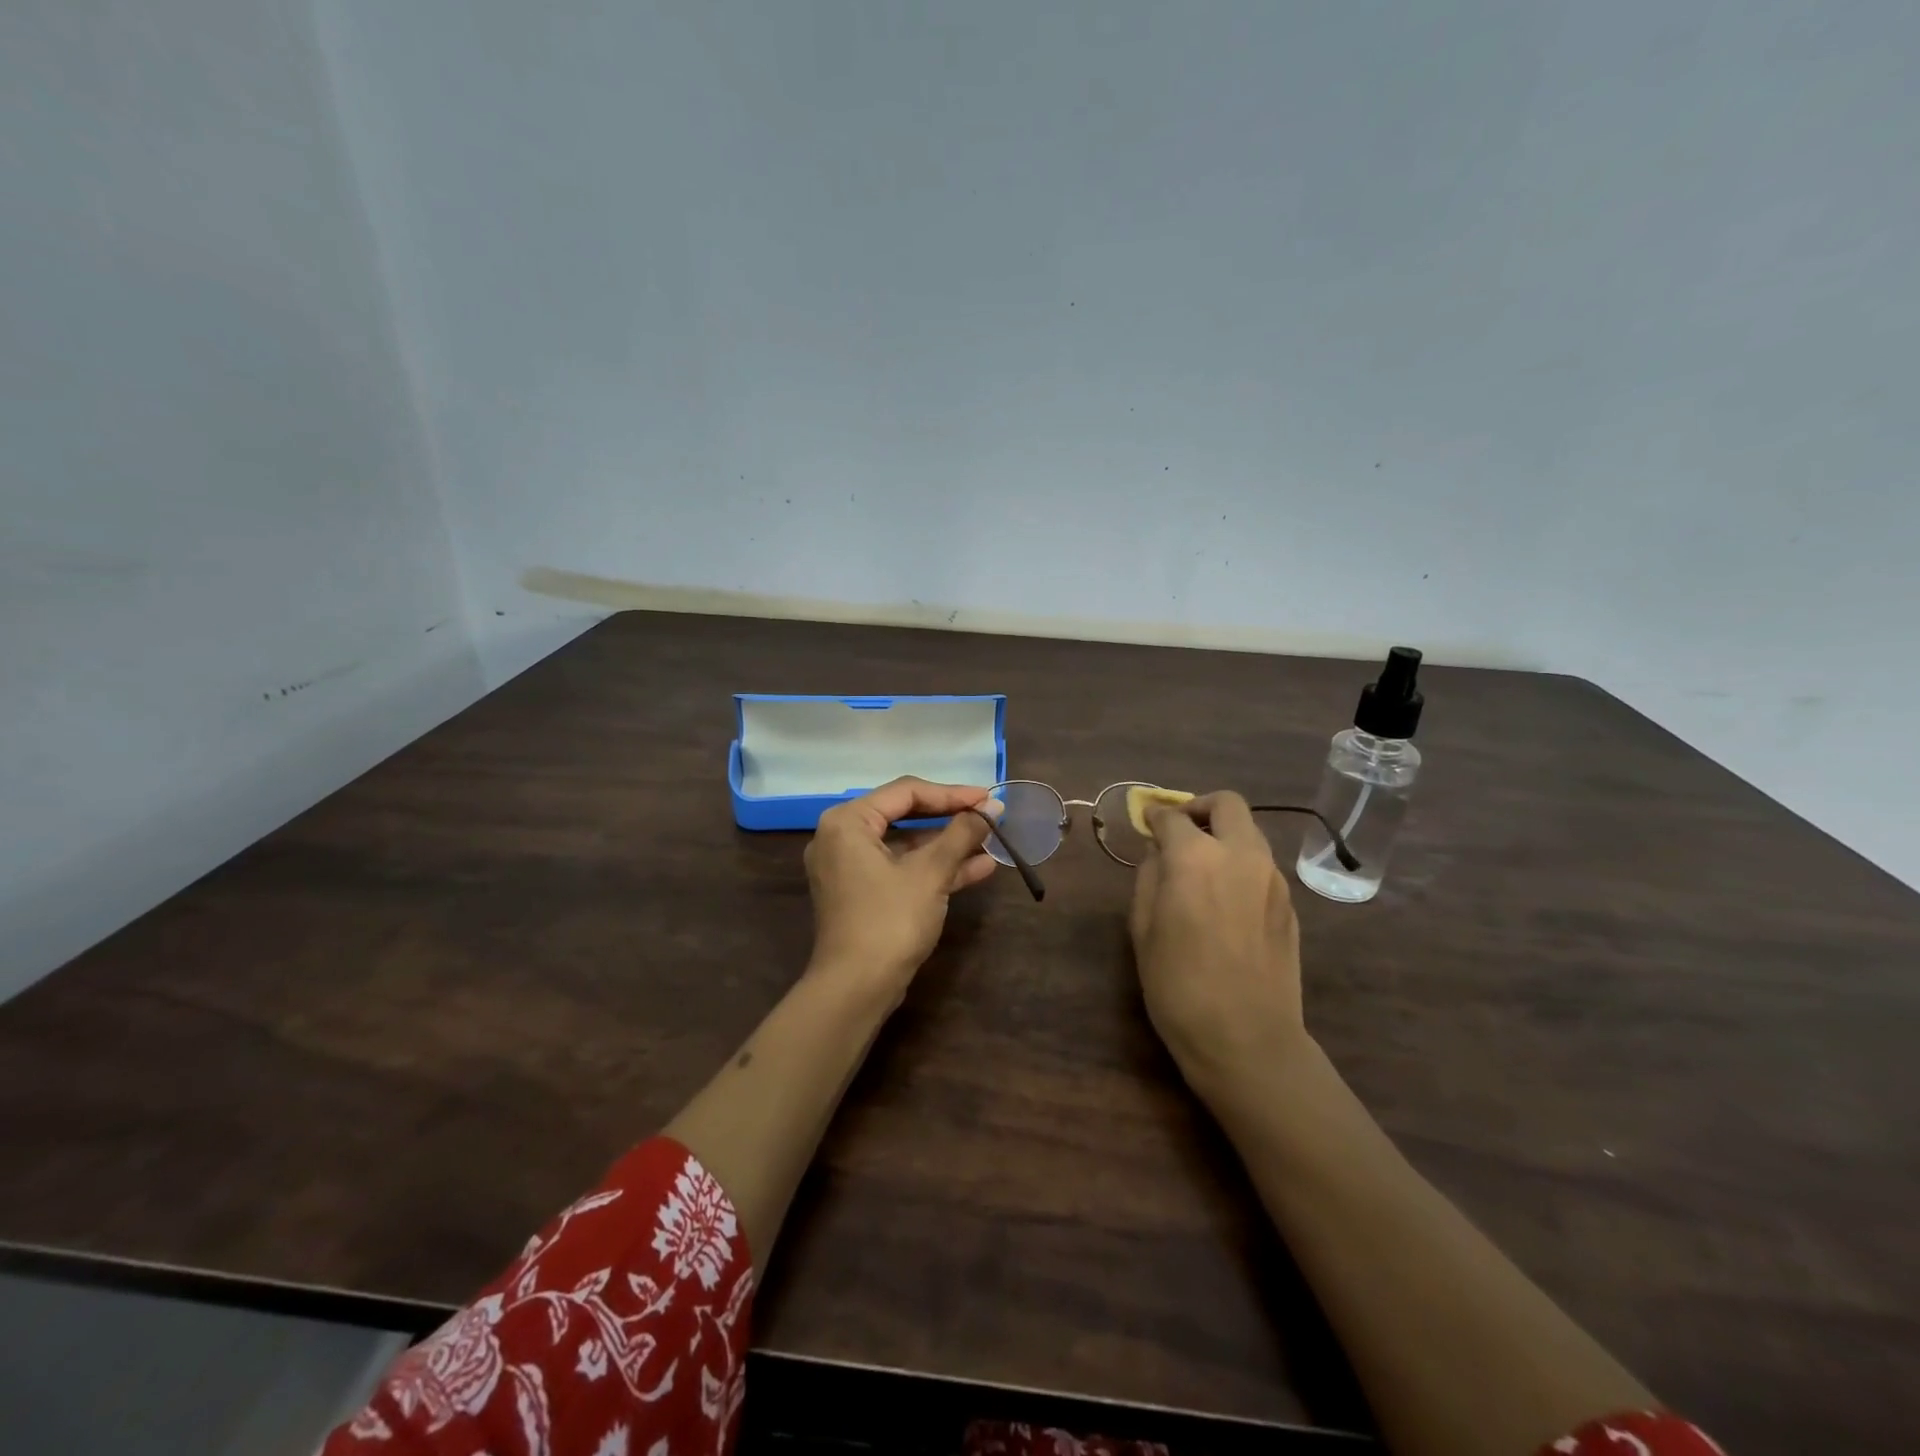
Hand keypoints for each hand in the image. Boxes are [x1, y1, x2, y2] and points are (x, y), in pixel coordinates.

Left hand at [803, 777, 998, 994]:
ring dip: (948, 845)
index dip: (951, 794)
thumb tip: (992, 808)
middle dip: (951, 819)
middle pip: (905, 815)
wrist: (856, 989)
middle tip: (989, 816)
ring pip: (906, 845)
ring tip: (991, 841)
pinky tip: (978, 868)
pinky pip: (901, 868)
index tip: (988, 799)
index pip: (906, 792)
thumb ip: (961, 834)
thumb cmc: (890, 920)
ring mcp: (851, 868)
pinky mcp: (863, 894)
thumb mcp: (931, 873)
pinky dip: (934, 868)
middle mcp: (842, 838)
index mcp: (848, 821)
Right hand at [1129, 791, 1306, 1092]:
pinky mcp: (1290, 904)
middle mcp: (1241, 855)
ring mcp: (1273, 878)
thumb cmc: (1178, 985)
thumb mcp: (1143, 928)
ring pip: (1250, 833)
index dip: (1155, 816)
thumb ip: (1149, 877)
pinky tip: (1225, 901)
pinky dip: (1241, 865)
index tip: (1147, 823)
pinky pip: (1262, 866)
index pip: (1173, 817)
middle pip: (1227, 804)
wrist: (1247, 1039)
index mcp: (1196, 858)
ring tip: (1202, 868)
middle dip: (1200, 808)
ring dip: (1224, 836)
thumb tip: (1159, 853)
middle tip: (1181, 832)